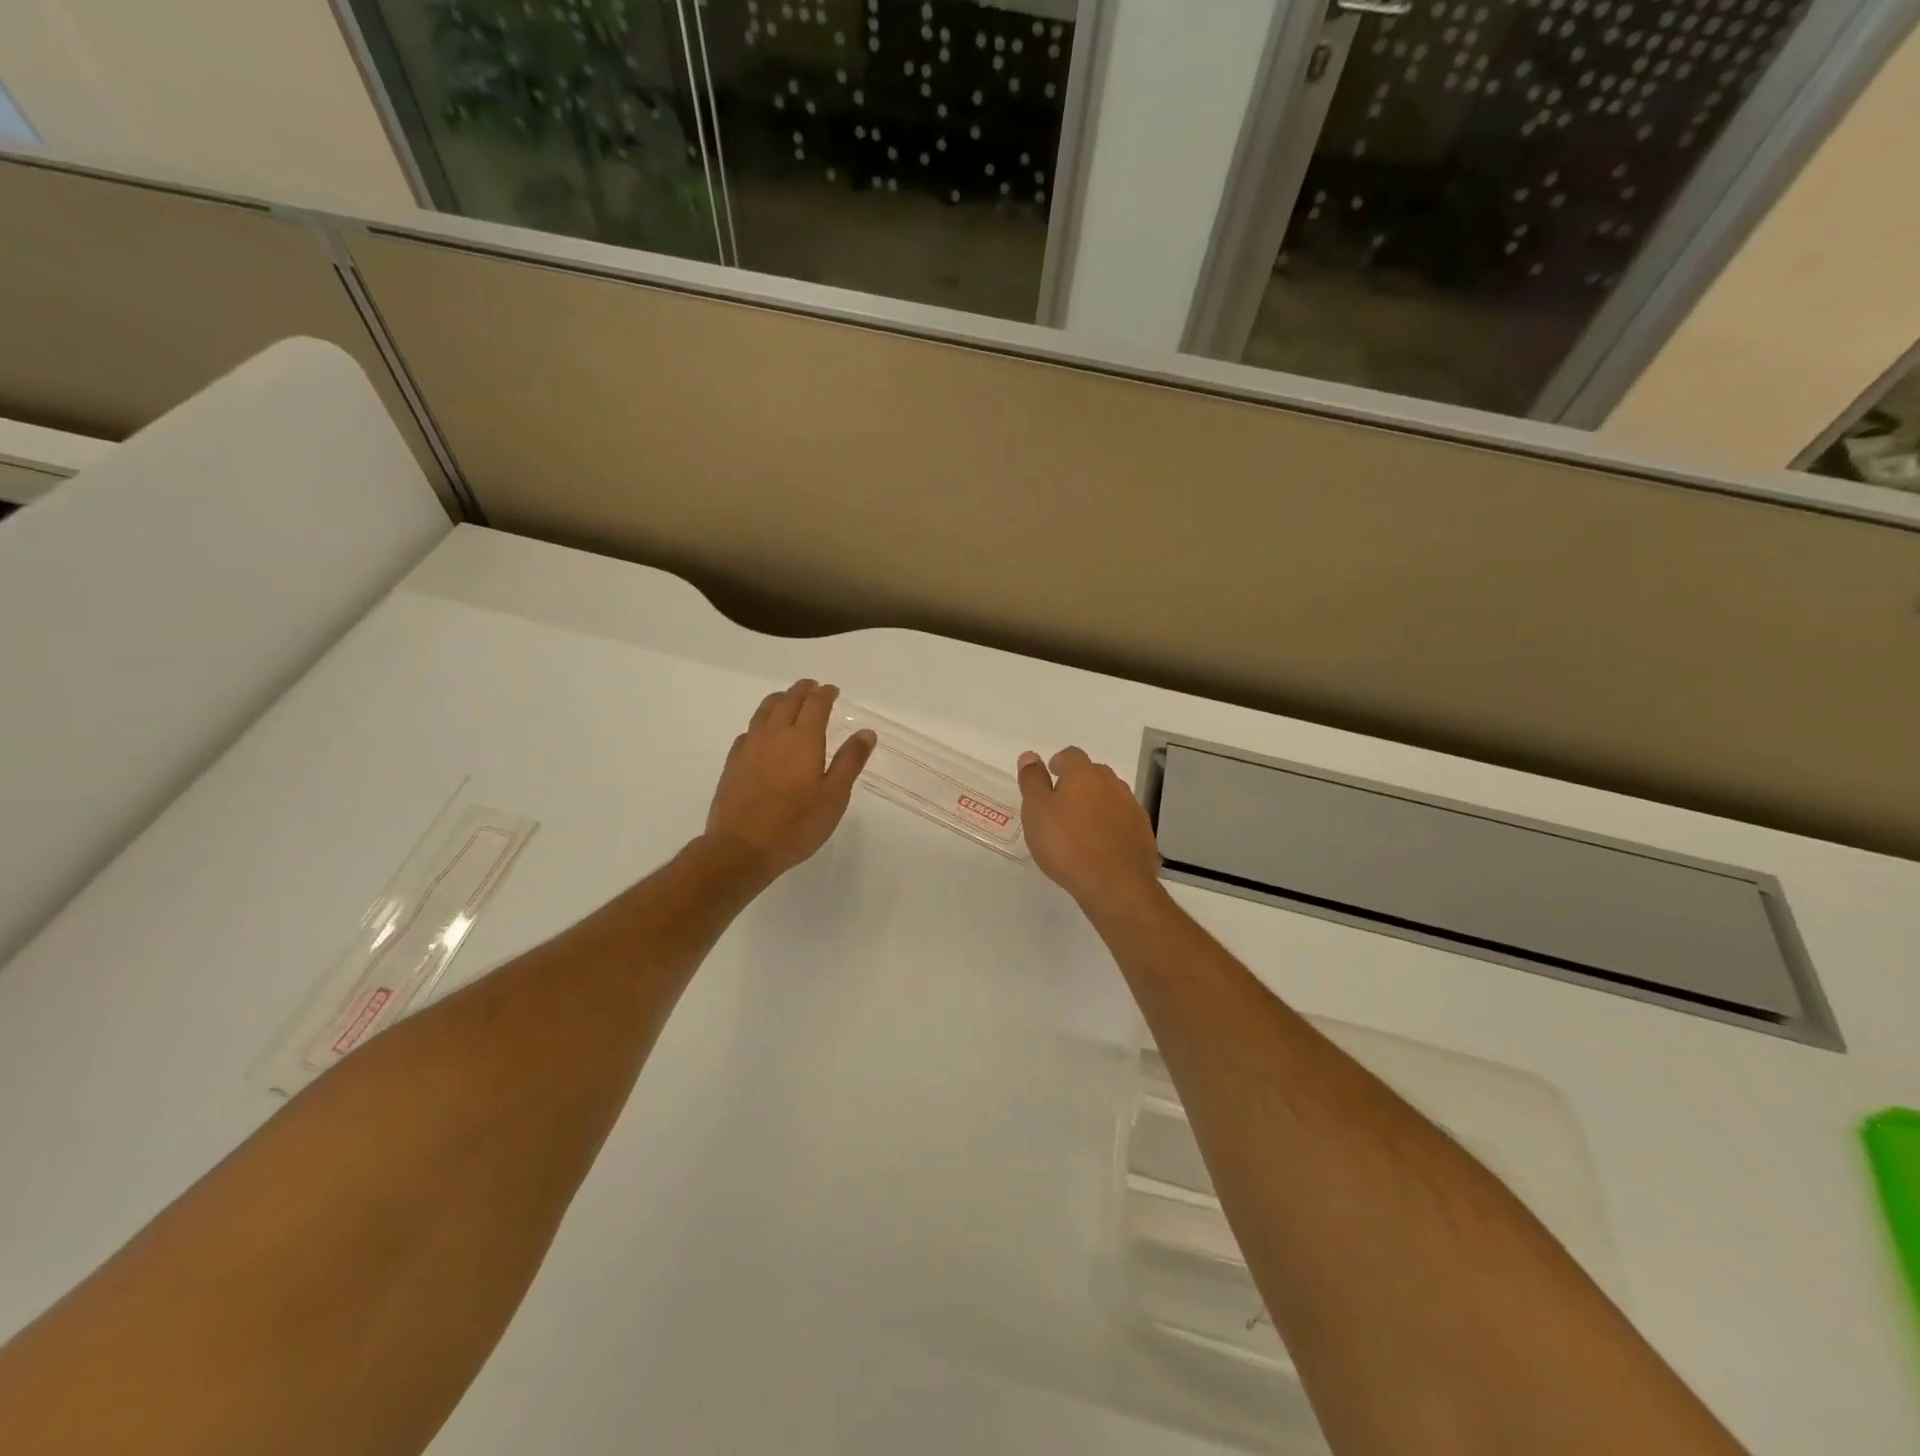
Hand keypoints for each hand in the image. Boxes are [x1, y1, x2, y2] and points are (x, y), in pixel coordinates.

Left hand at [706, 681, 875, 883]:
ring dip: (780, 700)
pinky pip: (749, 730)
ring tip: (788, 700)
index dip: (825, 693)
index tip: (833, 691)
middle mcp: (774, 734)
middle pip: (788, 700)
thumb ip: (849, 761)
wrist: (741, 849)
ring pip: (764, 710)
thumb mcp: (834, 797)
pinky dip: (761, 722)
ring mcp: (750, 747)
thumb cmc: (795, 825)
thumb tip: (866, 732)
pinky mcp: (733, 762)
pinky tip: (763, 734)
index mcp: (803, 739)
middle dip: (803, 690)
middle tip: (813, 688)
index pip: (815, 704)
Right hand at [1017, 747, 1162, 917]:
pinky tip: (1103, 846)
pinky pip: (1124, 821)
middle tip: (1063, 805)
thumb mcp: (1036, 811)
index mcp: (1083, 775)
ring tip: (1082, 828)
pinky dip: (1113, 826)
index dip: (1059, 763)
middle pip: (1094, 773)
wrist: (1115, 884)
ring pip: (1112, 796)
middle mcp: (1111, 784)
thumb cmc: (1066, 845)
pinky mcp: (1144, 833)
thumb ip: (1032, 781)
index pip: (1071, 755)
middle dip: (1079, 783)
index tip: (1050, 777)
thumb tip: (1030, 756)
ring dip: (1098, 804)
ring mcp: (1132, 808)